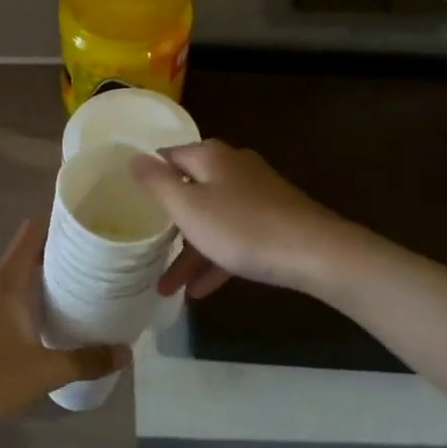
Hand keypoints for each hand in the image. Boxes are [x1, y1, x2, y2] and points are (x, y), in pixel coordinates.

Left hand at [0, 218, 129, 447]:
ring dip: (39, 281)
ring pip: (13, 278)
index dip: (57, 223)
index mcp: (6, 281)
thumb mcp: (44, 372)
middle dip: (56, 256)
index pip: (31, 233)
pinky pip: (1, 296)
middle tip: (92, 264)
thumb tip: (125, 353)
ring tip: (74, 291)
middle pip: (25, 254)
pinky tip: (43, 320)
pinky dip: (23, 299)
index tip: (85, 227)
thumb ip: (86, 360)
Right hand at [129, 140, 358, 298]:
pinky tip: (200, 290)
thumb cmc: (243, 228)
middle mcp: (232, 167)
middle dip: (168, 225)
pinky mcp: (273, 219)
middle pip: (190, 190)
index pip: (168, 157)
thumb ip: (158, 183)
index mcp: (210, 157)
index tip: (130, 201)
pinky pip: (235, 236)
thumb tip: (134, 157)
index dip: (149, 177)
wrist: (316, 253)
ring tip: (167, 288)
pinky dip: (217, 258)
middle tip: (146, 249)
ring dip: (189, 251)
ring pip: (212, 219)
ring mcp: (256, 194)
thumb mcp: (189, 208)